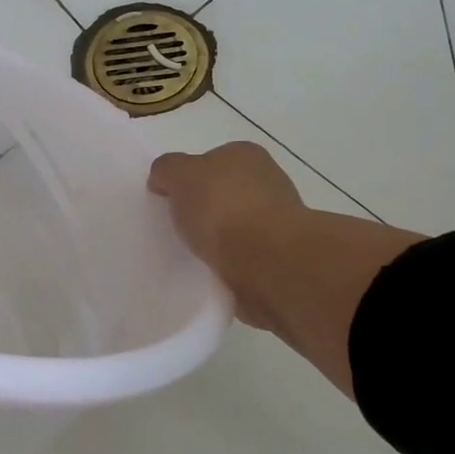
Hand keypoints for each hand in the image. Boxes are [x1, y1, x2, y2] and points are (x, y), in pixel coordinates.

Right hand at [149, 141, 423, 396]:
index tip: (169, 209)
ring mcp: (287, 234)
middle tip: (176, 240)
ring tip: (191, 269)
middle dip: (211, 219)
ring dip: (226, 252)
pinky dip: (235, 279)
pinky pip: (251, 272)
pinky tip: (215, 292)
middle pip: (233, 202)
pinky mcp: (289, 275)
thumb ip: (169, 172)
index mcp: (245, 160)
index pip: (214, 166)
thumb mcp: (182, 178)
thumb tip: (164, 177)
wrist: (278, 268)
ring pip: (246, 238)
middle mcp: (272, 190)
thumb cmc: (224, 212)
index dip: (191, 185)